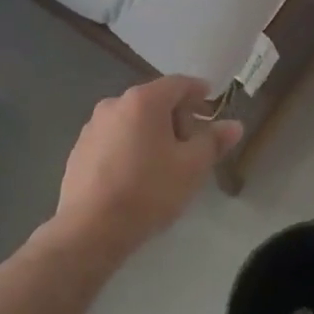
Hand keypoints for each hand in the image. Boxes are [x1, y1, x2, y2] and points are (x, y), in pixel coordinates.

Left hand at [51, 76, 242, 262]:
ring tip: (165, 164)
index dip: (198, 92)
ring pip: (133, 121)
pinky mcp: (79, 150)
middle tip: (192, 145)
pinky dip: (130, 147)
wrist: (90, 229)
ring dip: (152, 133)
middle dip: (177, 117)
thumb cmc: (148, 191)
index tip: (211, 104)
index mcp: (143, 101)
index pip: (178, 84)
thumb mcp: (191, 168)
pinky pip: (114, 139)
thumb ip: (214, 142)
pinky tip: (136, 176)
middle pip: (154, 101)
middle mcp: (114, 104)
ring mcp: (92, 127)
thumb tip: (234, 125)